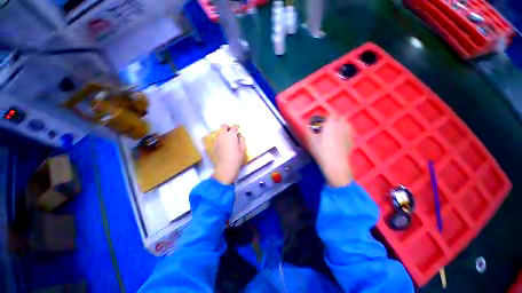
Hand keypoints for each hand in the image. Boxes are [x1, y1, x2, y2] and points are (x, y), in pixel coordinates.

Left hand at [213, 124, 246, 184]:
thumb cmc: (236, 157)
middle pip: (224, 126)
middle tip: (232, 134)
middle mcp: (223, 134)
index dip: (236, 129)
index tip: (238, 132)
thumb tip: (239, 135)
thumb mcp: (243, 148)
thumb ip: (241, 139)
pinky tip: (223, 145)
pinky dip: (220, 138)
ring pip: (219, 132)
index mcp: (231, 134)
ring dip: (223, 133)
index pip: (234, 127)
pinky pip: (217, 138)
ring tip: (227, 140)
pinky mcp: (213, 144)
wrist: (225, 166)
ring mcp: (217, 139)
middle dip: (228, 128)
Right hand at [306, 117, 352, 186]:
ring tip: (335, 131)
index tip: (321, 122)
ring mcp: (348, 134)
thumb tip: (307, 126)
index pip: (330, 115)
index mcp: (331, 124)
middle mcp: (341, 126)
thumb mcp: (311, 140)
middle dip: (335, 120)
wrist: (335, 163)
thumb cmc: (321, 150)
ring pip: (346, 125)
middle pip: (340, 118)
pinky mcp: (351, 141)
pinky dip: (345, 133)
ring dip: (341, 125)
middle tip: (328, 126)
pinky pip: (349, 133)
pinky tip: (340, 139)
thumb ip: (309, 131)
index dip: (326, 117)